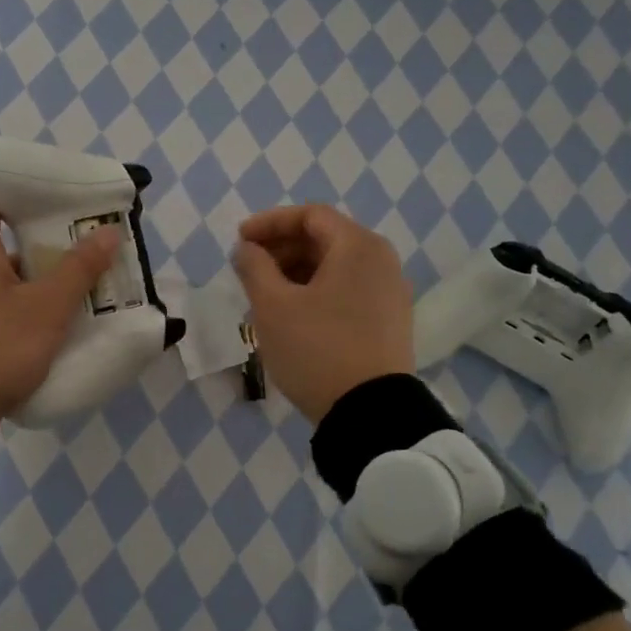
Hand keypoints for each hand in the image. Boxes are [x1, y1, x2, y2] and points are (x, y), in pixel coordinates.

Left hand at [0, 196, 120, 457]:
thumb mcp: (44, 307)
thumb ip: (78, 270)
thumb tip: (108, 231)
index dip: (15, 188)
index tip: (53, 189)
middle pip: (13, 246)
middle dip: (53, 244)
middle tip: (95, 243)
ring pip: (18, 287)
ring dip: (52, 286)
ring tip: (97, 286)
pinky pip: (15, 320)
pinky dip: (41, 319)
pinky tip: (74, 328)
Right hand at [232, 205, 415, 423]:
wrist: (370, 413)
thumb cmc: (317, 349)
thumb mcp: (272, 306)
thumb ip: (253, 266)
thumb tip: (246, 248)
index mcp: (358, 247)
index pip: (309, 216)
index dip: (269, 223)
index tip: (240, 241)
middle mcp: (381, 261)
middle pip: (324, 239)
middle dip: (281, 249)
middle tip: (248, 269)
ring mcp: (390, 292)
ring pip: (335, 266)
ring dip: (296, 271)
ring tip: (264, 294)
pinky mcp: (389, 321)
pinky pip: (347, 290)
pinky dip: (316, 291)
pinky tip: (292, 314)